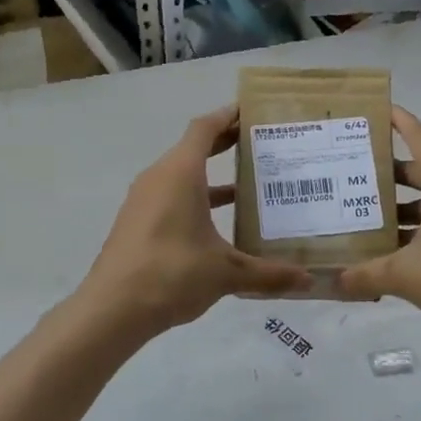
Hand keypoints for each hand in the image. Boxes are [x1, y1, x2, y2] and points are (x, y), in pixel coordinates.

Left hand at [78, 107, 313, 338]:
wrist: (112, 309)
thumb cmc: (171, 274)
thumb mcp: (226, 272)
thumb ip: (269, 274)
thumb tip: (308, 281)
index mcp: (180, 174)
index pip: (204, 128)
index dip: (227, 116)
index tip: (251, 111)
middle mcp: (158, 178)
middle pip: (193, 149)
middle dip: (225, 144)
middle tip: (261, 144)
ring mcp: (143, 202)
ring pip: (181, 177)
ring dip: (212, 178)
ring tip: (248, 186)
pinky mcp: (137, 224)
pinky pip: (170, 198)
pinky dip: (196, 200)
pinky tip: (220, 226)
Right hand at [337, 108, 420, 343]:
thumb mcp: (404, 276)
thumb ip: (365, 274)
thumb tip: (333, 281)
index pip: (419, 135)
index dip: (396, 121)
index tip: (373, 111)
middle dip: (390, 173)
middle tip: (353, 176)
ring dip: (407, 204)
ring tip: (370, 217)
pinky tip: (400, 245)